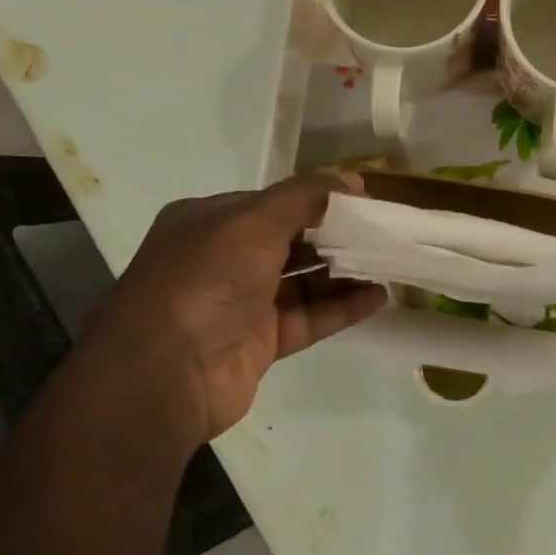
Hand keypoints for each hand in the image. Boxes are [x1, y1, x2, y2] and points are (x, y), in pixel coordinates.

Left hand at [80, 175, 385, 447]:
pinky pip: (307, 318)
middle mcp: (223, 260)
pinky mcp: (259, 342)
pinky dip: (341, 307)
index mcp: (210, 222)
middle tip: (384, 233)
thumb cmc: (205, 281)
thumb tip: (351, 181)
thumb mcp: (253, 222)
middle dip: (336, 236)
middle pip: (291, 241)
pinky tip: (378, 297)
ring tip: (390, 263)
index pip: (273, 204)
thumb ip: (304, 197)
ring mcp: (241, 304)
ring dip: (344, 273)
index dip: (319, 200)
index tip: (365, 201)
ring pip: (302, 282)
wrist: (165, 373)